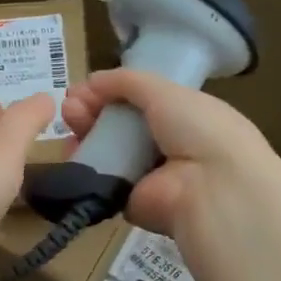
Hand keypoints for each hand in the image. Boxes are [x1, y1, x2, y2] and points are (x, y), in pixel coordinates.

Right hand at [61, 70, 280, 280]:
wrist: (211, 187)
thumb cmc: (198, 129)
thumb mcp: (166, 91)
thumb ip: (128, 82)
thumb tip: (93, 79)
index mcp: (184, 117)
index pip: (140, 102)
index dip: (112, 92)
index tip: (85, 87)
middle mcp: (167, 145)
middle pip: (119, 125)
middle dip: (92, 110)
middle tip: (71, 104)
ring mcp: (147, 175)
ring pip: (107, 150)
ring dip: (85, 132)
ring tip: (68, 119)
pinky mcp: (129, 201)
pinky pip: (101, 179)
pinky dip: (84, 165)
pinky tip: (71, 149)